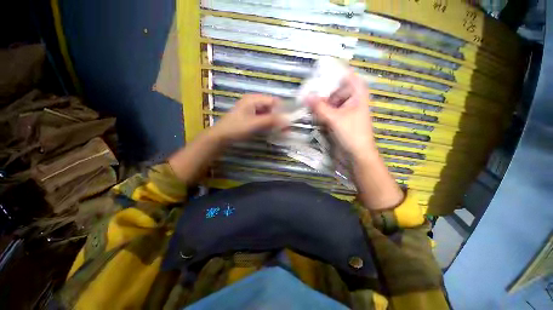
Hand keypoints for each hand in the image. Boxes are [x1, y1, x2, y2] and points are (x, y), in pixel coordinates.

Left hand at [211, 94, 286, 141]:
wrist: (221, 137)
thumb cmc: (236, 128)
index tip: (290, 120)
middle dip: (279, 117)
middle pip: (271, 107)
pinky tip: (273, 131)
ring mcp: (252, 110)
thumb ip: (271, 120)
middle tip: (287, 128)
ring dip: (275, 122)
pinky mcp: (251, 118)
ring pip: (268, 114)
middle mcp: (253, 102)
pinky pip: (263, 119)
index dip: (282, 109)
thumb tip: (287, 119)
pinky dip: (269, 124)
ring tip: (282, 131)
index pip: (273, 100)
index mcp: (253, 99)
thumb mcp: (254, 124)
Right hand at [306, 72, 375, 157]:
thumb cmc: (352, 134)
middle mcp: (351, 99)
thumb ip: (319, 107)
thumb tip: (305, 96)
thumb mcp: (335, 118)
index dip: (333, 72)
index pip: (346, 75)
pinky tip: (312, 112)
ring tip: (307, 102)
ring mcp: (344, 110)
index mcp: (358, 93)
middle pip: (335, 88)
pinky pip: (328, 110)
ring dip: (320, 103)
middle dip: (322, 91)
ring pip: (330, 101)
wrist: (357, 155)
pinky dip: (321, 111)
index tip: (317, 71)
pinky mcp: (338, 119)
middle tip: (307, 91)